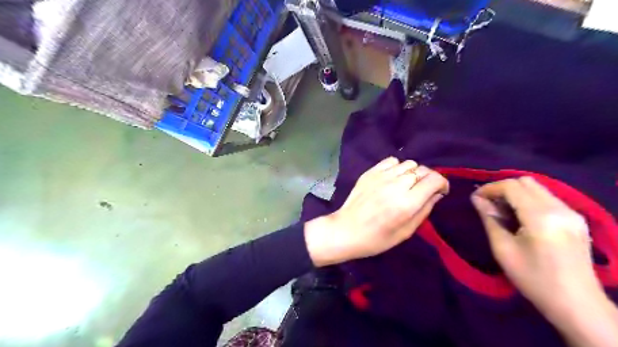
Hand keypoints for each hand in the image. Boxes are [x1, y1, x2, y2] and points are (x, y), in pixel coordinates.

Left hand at [304, 159, 449, 266]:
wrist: (346, 230)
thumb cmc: (377, 239)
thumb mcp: (406, 232)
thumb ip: (424, 210)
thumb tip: (436, 194)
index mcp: (407, 203)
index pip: (434, 180)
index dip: (442, 184)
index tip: (440, 192)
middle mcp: (396, 185)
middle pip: (422, 170)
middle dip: (429, 179)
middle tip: (424, 191)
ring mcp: (381, 176)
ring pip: (408, 163)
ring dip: (413, 173)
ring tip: (407, 185)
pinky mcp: (370, 172)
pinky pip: (391, 161)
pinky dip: (397, 167)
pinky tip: (393, 179)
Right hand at [472, 178, 606, 321]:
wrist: (578, 305)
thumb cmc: (533, 279)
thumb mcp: (503, 249)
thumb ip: (489, 219)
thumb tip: (477, 199)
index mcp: (541, 217)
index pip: (511, 186)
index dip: (489, 188)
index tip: (475, 198)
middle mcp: (560, 208)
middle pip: (526, 181)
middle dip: (502, 188)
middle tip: (488, 204)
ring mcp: (572, 212)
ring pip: (538, 188)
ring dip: (516, 193)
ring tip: (502, 211)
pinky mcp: (577, 219)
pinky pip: (547, 198)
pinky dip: (529, 200)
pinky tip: (521, 217)